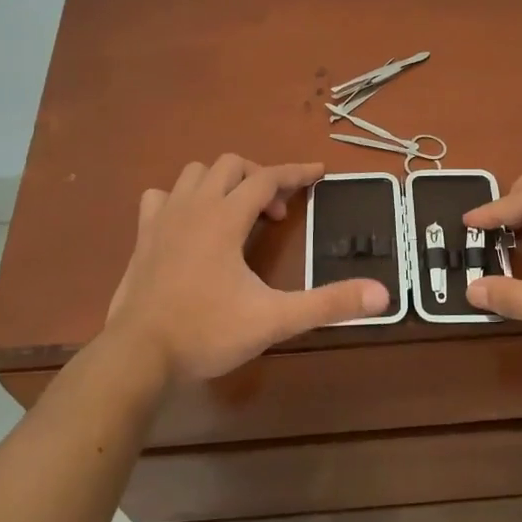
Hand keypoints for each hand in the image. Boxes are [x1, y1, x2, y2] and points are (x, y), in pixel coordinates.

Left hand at [104, 156, 389, 383]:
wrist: (138, 355)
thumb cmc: (207, 332)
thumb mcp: (275, 319)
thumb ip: (329, 304)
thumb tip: (383, 294)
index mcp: (225, 218)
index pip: (267, 177)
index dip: (297, 172)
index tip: (320, 173)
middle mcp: (193, 207)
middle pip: (230, 165)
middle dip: (261, 178)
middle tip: (277, 214)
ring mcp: (162, 219)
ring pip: (194, 174)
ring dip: (222, 182)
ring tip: (238, 213)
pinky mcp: (142, 237)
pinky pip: (161, 197)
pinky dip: (182, 199)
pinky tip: (192, 224)